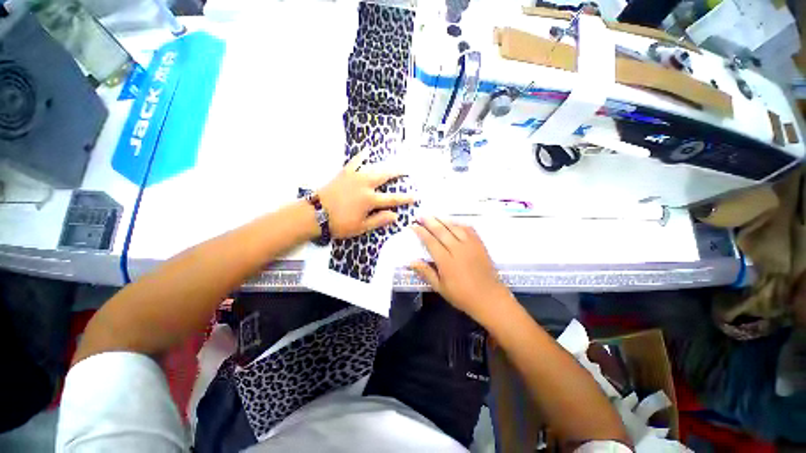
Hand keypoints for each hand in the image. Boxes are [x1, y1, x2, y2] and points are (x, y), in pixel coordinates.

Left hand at [317, 151, 415, 238]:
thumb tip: (395, 215)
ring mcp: (354, 177)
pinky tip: (367, 151)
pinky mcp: (344, 173)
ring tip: (393, 161)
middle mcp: (365, 185)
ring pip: (373, 167)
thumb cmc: (339, 223)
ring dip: (385, 165)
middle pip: (385, 176)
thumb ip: (379, 220)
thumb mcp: (361, 227)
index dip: (405, 198)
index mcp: (370, 200)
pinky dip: (361, 156)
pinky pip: (355, 162)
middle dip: (398, 172)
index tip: (415, 196)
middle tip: (407, 169)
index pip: (392, 199)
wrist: (315, 214)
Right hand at [410, 217, 511, 320]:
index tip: (413, 226)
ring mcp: (470, 245)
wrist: (489, 298)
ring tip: (433, 215)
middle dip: (429, 221)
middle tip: (420, 215)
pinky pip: (468, 229)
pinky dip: (459, 223)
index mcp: (446, 262)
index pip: (430, 242)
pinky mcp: (479, 244)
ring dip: (442, 220)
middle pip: (441, 231)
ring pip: (454, 227)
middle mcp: (457, 249)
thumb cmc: (462, 295)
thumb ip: (426, 272)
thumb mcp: (440, 288)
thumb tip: (411, 262)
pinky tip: (453, 222)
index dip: (421, 232)